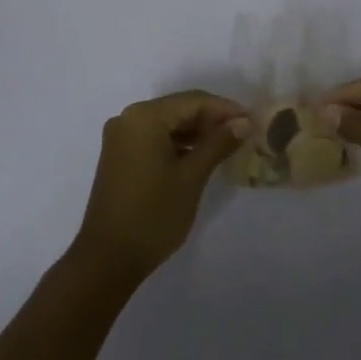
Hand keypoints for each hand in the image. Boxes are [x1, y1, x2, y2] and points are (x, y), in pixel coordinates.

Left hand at [73, 90, 246, 280]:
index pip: (193, 101)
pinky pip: (155, 137)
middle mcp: (128, 118)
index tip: (253, 121)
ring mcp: (121, 137)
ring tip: (227, 145)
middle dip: (212, 120)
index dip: (225, 109)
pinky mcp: (119, 155)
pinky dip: (178, 143)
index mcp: (144, 116)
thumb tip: (244, 122)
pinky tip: (200, 156)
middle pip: (179, 108)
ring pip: (167, 123)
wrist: (107, 259)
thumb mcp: (192, 177)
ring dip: (196, 132)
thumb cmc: (153, 214)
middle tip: (243, 134)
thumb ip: (218, 143)